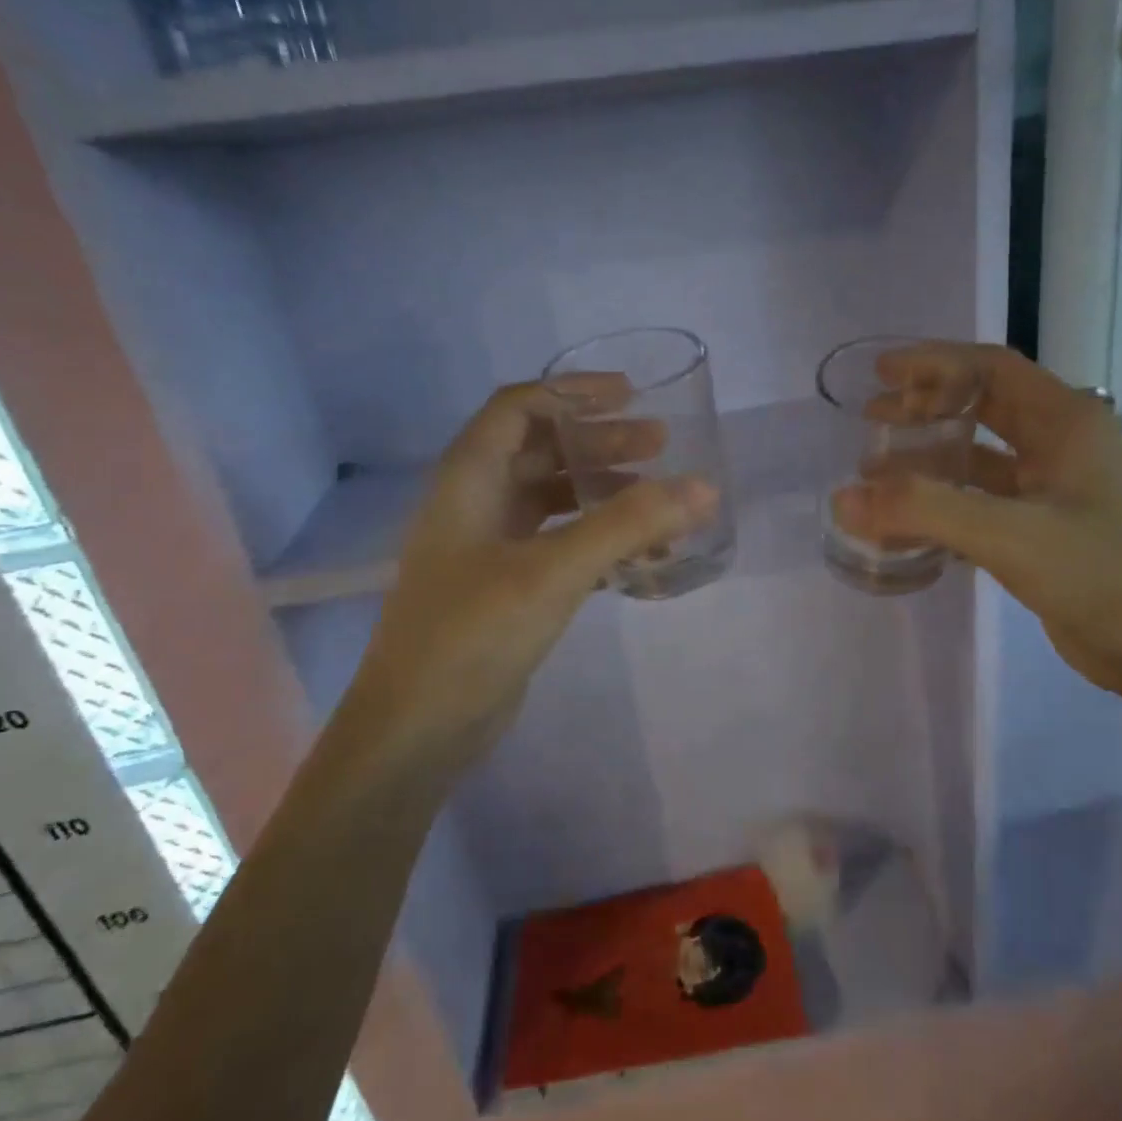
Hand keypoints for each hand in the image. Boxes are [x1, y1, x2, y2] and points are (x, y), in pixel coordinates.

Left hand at [336, 383, 715, 780]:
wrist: (418, 729)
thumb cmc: (473, 633)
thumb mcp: (554, 571)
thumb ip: (628, 525)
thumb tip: (703, 487)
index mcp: (469, 479)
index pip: (519, 407)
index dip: (573, 391)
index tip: (631, 395)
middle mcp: (476, 502)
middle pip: (542, 450)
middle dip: (601, 441)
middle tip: (661, 445)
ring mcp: (489, 547)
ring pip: (554, 498)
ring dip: (604, 490)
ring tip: (660, 497)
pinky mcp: (507, 586)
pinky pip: (559, 542)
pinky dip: (599, 537)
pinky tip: (640, 553)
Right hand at [832, 344, 1121, 701]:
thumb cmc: (1103, 574)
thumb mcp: (1010, 533)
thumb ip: (924, 510)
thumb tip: (843, 498)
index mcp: (1066, 421)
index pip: (990, 368)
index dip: (933, 362)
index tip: (880, 374)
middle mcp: (1061, 445)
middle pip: (983, 407)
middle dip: (925, 407)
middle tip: (871, 417)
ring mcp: (1054, 490)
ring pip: (980, 458)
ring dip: (930, 458)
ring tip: (876, 469)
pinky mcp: (1044, 532)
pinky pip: (982, 503)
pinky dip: (943, 504)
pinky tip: (907, 522)